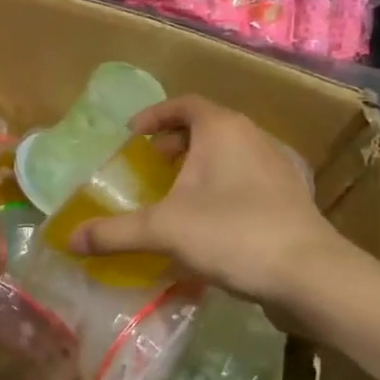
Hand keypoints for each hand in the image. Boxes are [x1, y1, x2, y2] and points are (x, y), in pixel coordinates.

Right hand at [65, 95, 344, 309]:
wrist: (310, 274)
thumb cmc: (231, 233)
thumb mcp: (163, 230)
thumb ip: (113, 232)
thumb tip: (69, 240)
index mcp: (222, 129)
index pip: (184, 105)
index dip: (155, 115)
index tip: (132, 135)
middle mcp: (253, 137)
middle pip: (209, 125)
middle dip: (177, 141)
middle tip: (153, 162)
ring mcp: (279, 167)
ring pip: (231, 152)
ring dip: (202, 164)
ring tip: (179, 191)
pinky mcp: (293, 197)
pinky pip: (249, 177)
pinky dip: (225, 185)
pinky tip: (213, 218)